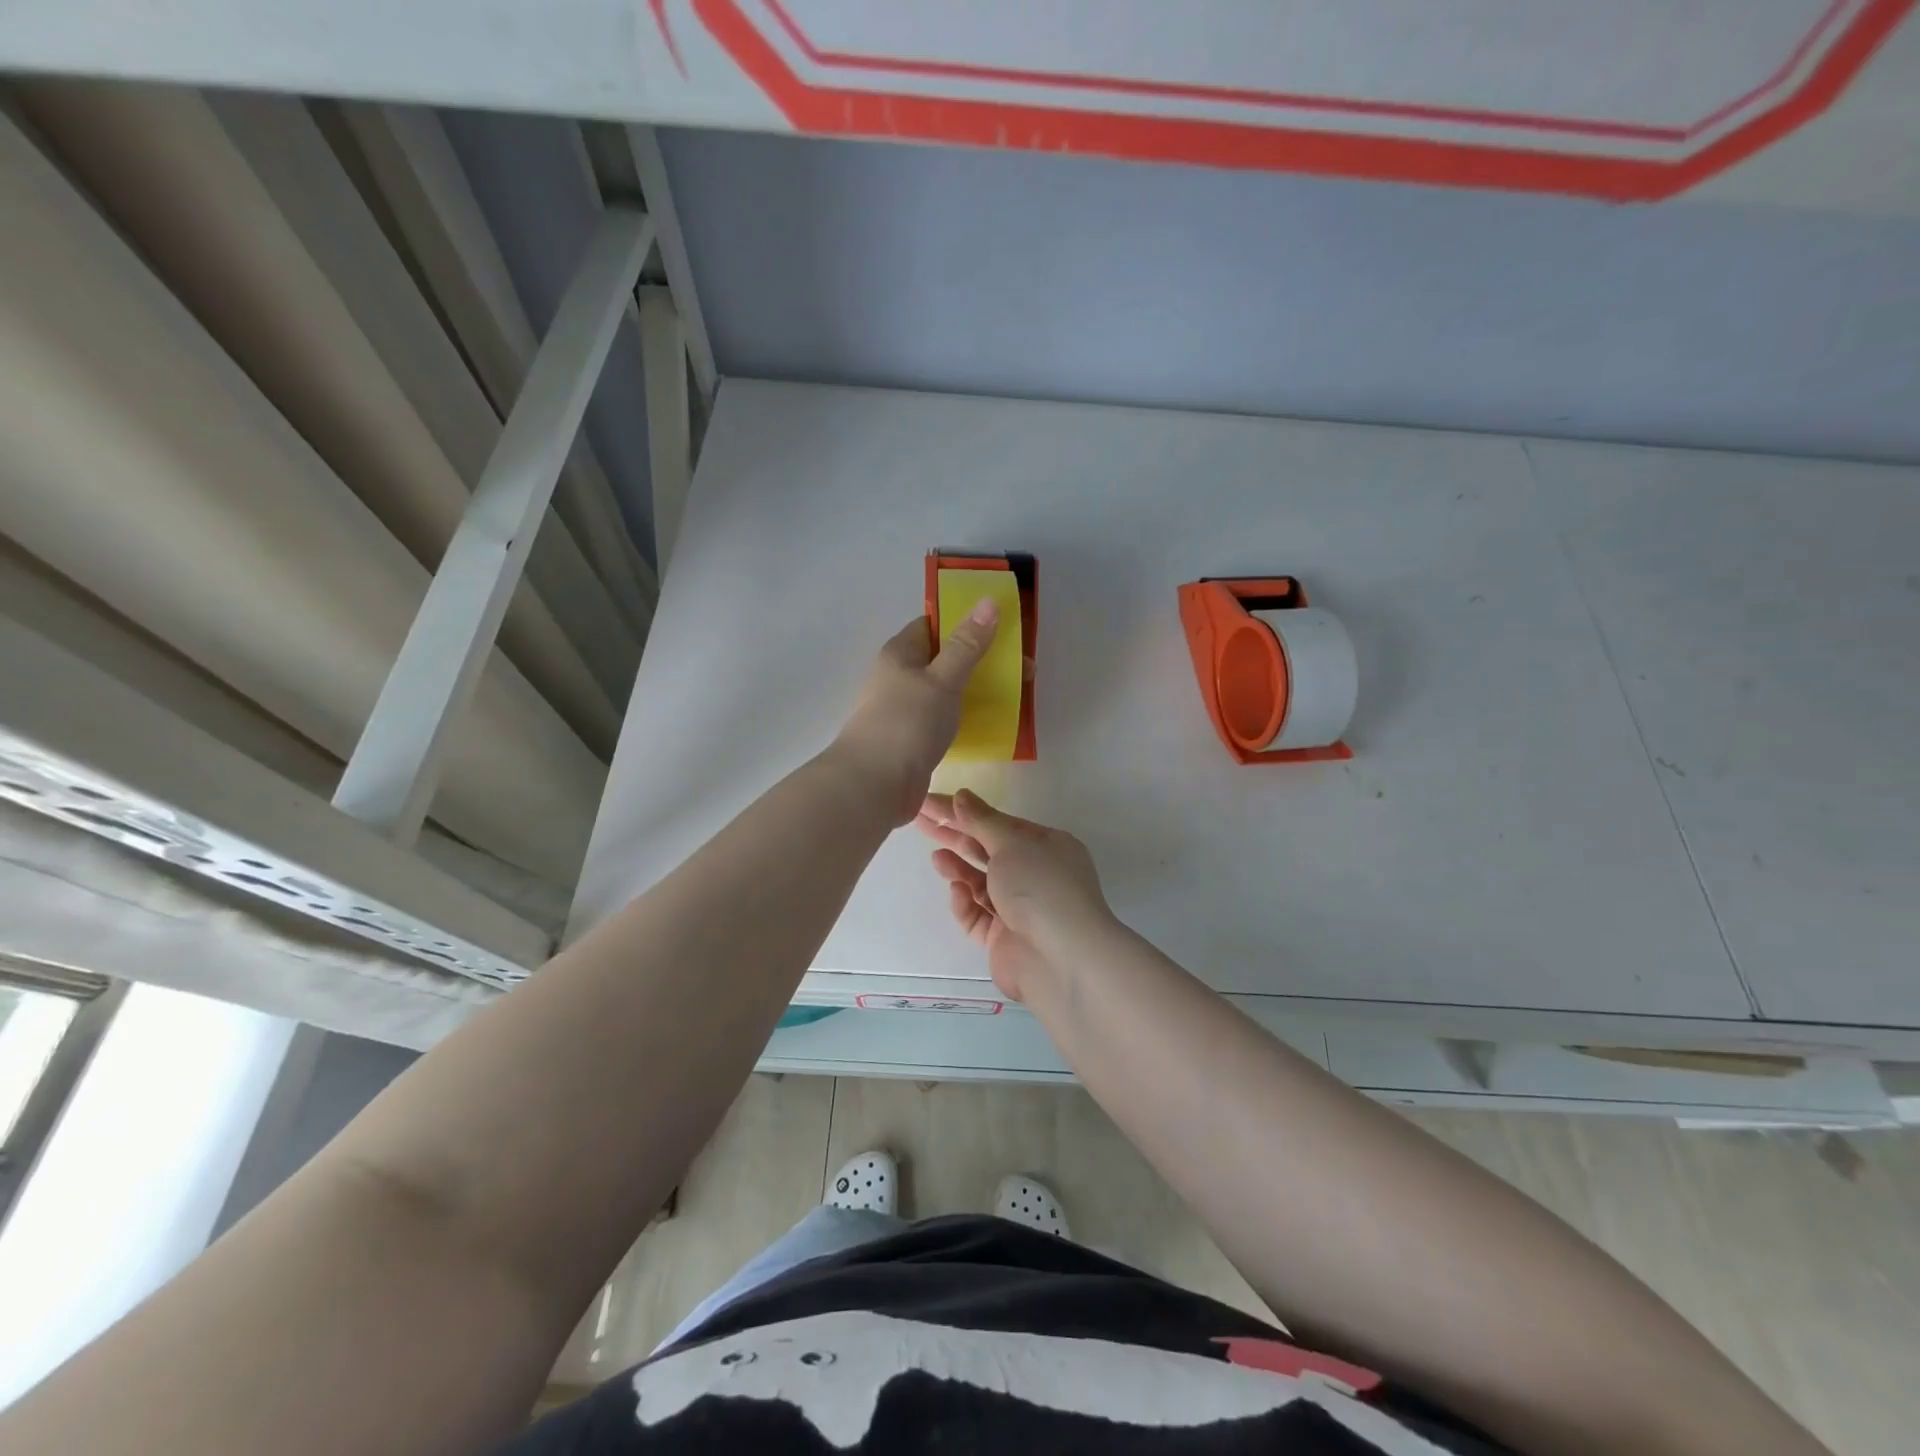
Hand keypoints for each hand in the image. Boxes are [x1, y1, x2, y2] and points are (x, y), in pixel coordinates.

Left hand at [829, 603, 999, 823]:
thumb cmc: (906, 724)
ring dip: (978, 691)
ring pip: (947, 691)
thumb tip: (988, 601)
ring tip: (1017, 697)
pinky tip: (991, 725)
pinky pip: (945, 719)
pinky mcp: (913, 740)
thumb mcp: (941, 679)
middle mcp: (900, 678)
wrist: (873, 786)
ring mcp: (905, 711)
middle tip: (1023, 670)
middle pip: (945, 659)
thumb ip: (967, 644)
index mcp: (900, 654)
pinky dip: (967, 718)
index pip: (933, 625)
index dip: (966, 621)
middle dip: (982, 660)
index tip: (1004, 628)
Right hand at [914, 790, 1115, 1001]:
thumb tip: (962, 796)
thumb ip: (981, 821)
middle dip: (955, 836)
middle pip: (987, 850)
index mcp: (1046, 846)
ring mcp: (1020, 908)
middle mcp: (1036, 875)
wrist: (1061, 958)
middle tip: (920, 822)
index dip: (965, 811)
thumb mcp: (1011, 844)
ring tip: (937, 859)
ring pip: (980, 883)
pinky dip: (966, 903)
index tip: (931, 802)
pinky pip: (978, 915)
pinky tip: (957, 893)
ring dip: (959, 869)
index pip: (999, 823)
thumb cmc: (1041, 887)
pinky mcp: (1004, 938)